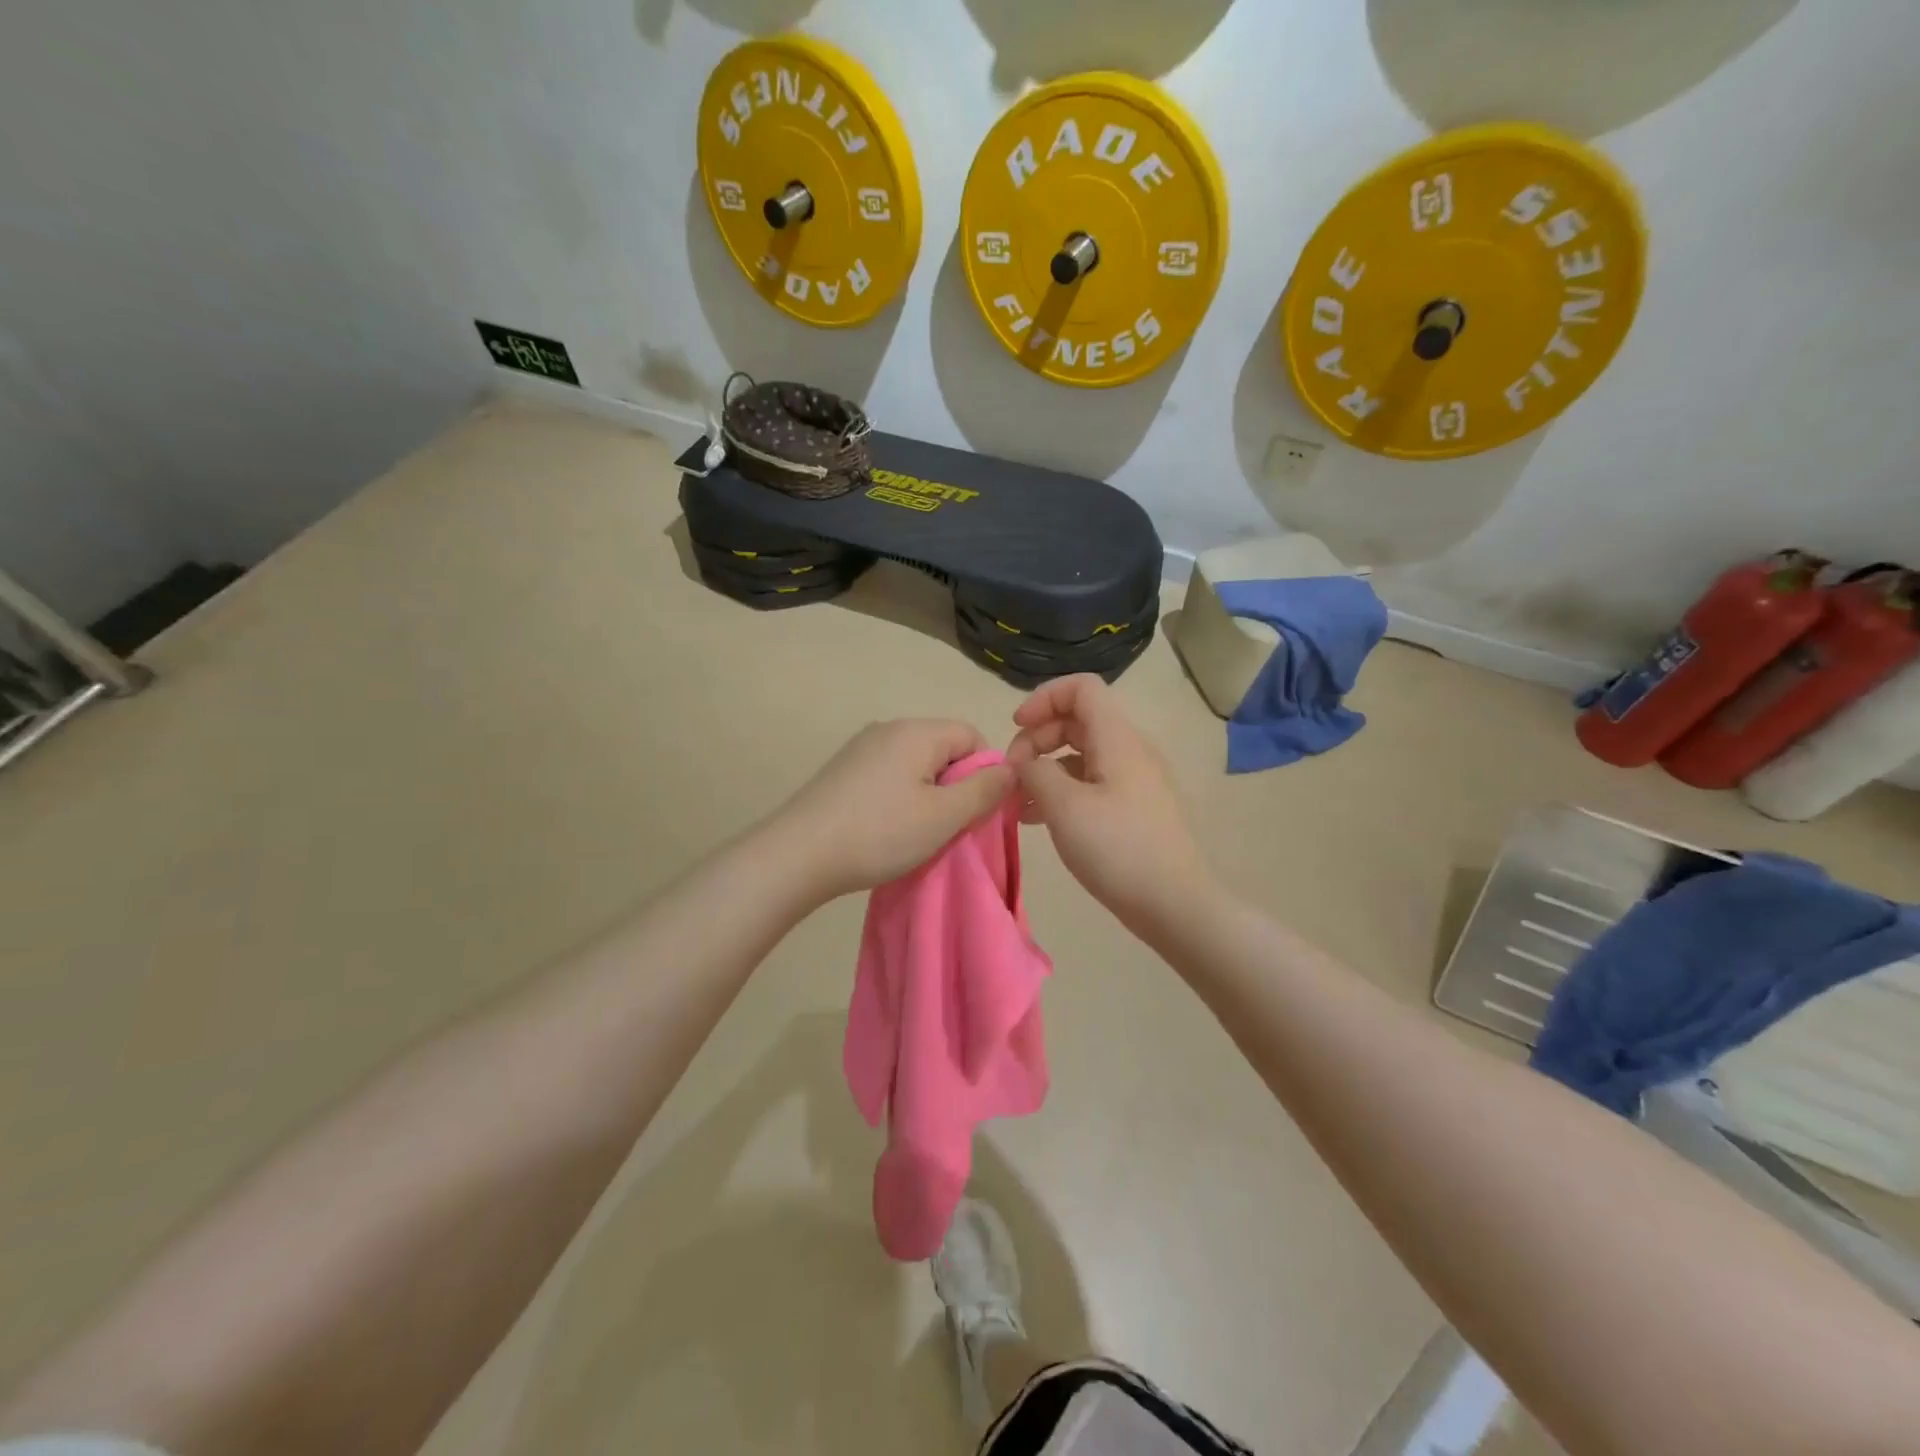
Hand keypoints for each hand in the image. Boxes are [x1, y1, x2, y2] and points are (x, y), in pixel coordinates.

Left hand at [771, 719, 1013, 899]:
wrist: (798, 855)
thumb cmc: (880, 833)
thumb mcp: (944, 816)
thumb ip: (985, 790)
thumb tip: (1012, 769)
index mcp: (917, 731)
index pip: (972, 735)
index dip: (985, 772)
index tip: (976, 811)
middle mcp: (888, 728)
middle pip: (943, 748)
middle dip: (956, 785)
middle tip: (949, 827)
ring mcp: (860, 748)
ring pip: (916, 765)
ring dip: (928, 796)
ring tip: (917, 833)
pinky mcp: (842, 771)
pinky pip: (889, 775)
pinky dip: (899, 798)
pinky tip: (886, 829)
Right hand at [1006, 675, 1211, 930]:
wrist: (1175, 905)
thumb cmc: (1118, 849)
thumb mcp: (1065, 807)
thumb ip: (1035, 773)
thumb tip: (1023, 763)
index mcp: (1117, 739)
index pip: (1081, 688)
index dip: (1043, 698)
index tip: (1015, 728)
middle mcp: (1129, 751)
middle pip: (1077, 720)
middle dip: (1037, 738)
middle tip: (1012, 774)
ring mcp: (1133, 781)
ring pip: (1080, 755)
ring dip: (1044, 768)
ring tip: (1016, 801)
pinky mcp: (1132, 809)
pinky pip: (1090, 783)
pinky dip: (1060, 791)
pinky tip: (1036, 819)